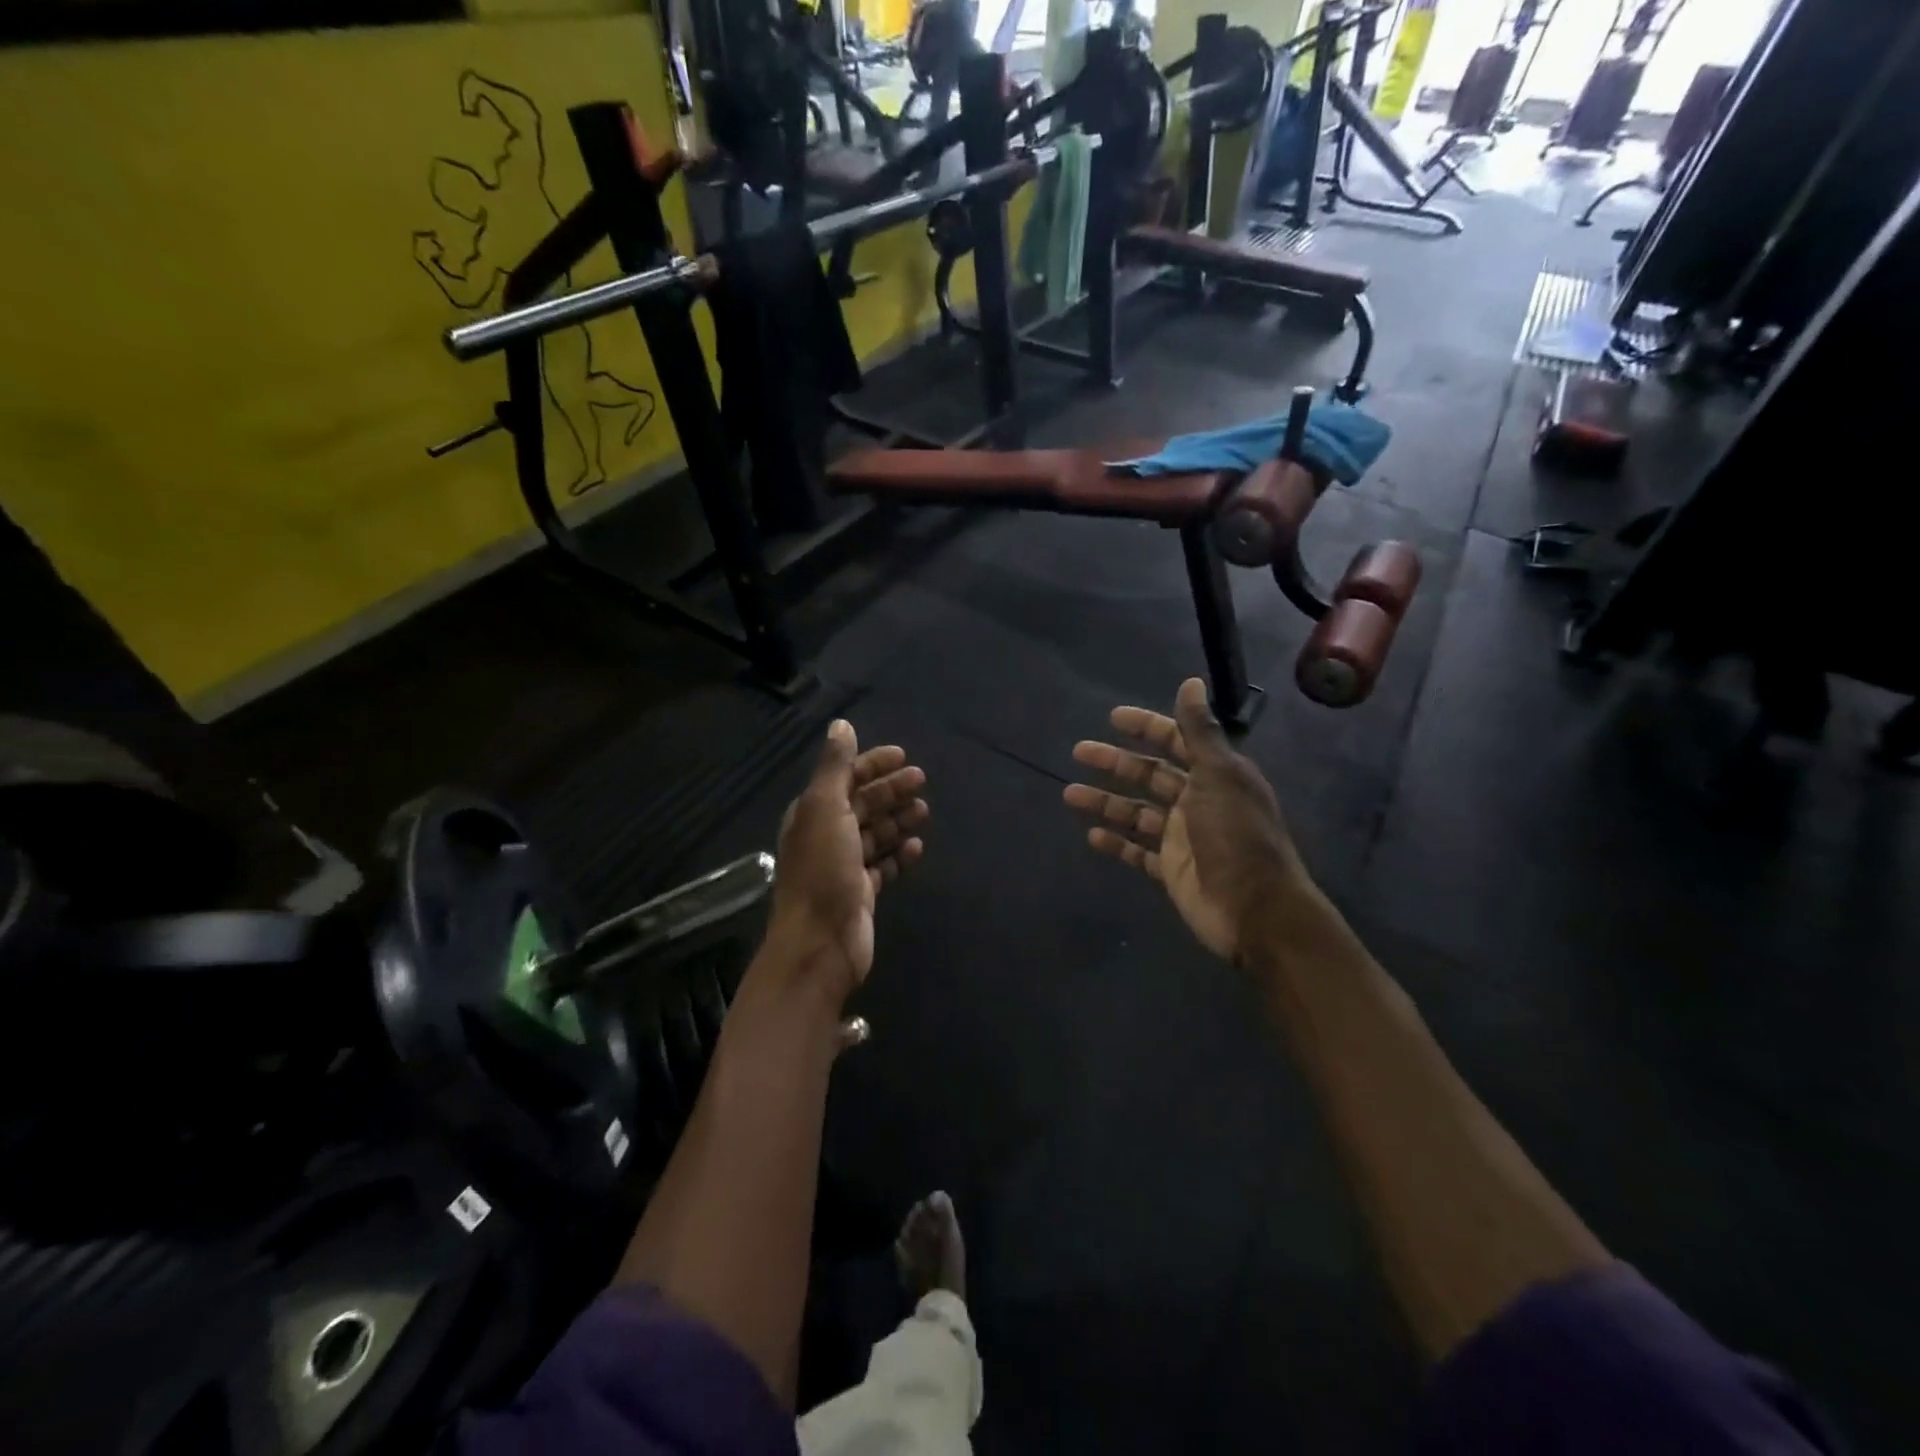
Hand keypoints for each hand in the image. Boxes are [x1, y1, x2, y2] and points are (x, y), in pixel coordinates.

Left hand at [767, 720, 928, 1005]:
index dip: (872, 765)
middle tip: (921, 780)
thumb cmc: (822, 870)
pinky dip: (899, 855)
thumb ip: (834, 767)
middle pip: (862, 804)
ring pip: (875, 834)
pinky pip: (883, 866)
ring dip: (898, 820)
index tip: (903, 756)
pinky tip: (917, 847)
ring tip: (924, 811)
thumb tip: (841, 725)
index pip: (845, 779)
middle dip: (890, 790)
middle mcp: (826, 836)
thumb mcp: (825, 809)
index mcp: (813, 813)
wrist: (820, 942)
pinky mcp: (860, 893)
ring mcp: (844, 867)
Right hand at [1065, 678, 1306, 961]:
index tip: (1114, 718)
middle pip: (1150, 775)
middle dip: (1116, 762)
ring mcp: (1183, 837)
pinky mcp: (1171, 869)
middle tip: (1080, 751)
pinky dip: (1116, 843)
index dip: (1148, 727)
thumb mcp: (1219, 775)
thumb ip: (1200, 731)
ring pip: (1137, 812)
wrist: (1254, 910)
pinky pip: (1138, 852)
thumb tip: (1192, 682)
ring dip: (1105, 801)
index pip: (1178, 741)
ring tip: (1069, 794)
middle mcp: (1198, 802)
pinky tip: (1092, 835)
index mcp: (1216, 776)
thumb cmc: (1236, 836)